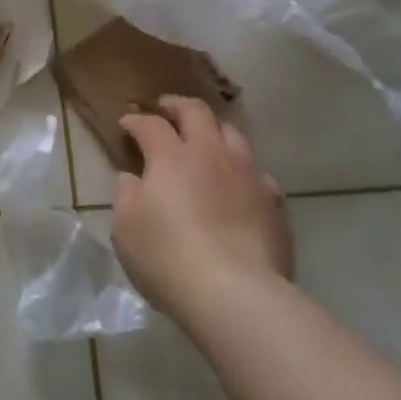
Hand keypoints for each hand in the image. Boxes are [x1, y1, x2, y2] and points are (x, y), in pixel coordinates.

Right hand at [111, 96, 293, 320]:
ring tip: (206, 140)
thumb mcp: (126, 228)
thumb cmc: (168, 257)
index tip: (126, 124)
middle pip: (197, 112)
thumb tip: (131, 178)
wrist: (236, 294)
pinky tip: (238, 186)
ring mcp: (249, 176)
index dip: (136, 120)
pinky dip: (242, 171)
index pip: (151, 124)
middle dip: (177, 105)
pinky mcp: (274, 203)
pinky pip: (258, 174)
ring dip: (215, 130)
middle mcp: (212, 154)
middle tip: (166, 109)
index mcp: (172, 156)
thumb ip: (126, 195)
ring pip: (234, 135)